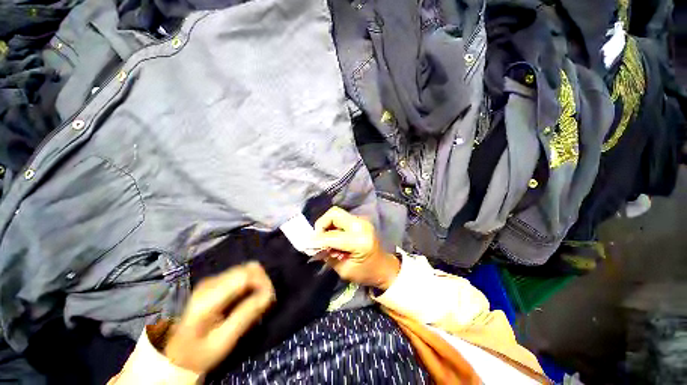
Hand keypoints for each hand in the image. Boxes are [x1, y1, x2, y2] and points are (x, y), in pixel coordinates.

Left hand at [164, 262, 274, 372]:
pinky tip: (247, 297)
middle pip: (247, 268)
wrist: (172, 354)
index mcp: (209, 297)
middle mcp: (210, 282)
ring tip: (257, 300)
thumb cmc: (197, 352)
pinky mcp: (213, 282)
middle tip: (266, 300)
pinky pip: (239, 274)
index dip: (263, 282)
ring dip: (257, 281)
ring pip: (245, 269)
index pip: (246, 275)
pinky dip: (249, 283)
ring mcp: (210, 280)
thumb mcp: (222, 341)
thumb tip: (268, 295)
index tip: (270, 298)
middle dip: (262, 281)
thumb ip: (245, 315)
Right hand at [313, 207, 399, 289]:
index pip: (332, 236)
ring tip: (326, 239)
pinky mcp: (360, 220)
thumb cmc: (366, 273)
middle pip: (334, 214)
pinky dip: (333, 225)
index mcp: (360, 241)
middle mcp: (361, 226)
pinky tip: (334, 237)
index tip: (307, 244)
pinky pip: (341, 218)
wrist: (385, 267)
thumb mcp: (344, 270)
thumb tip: (314, 245)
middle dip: (321, 225)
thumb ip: (328, 255)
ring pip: (336, 214)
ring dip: (327, 225)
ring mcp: (362, 221)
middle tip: (318, 238)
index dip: (317, 239)